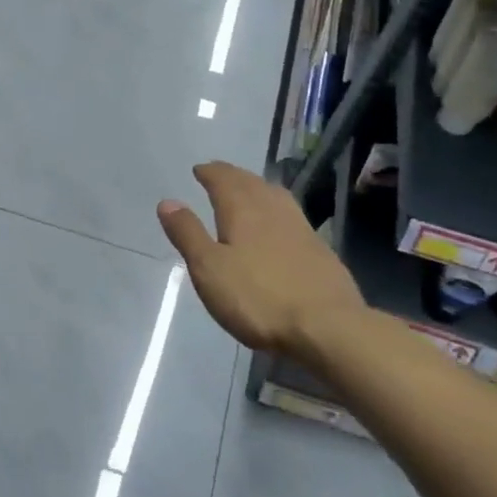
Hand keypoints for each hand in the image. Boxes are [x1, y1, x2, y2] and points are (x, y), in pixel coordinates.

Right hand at [157, 162, 369, 362]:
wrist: (328, 327)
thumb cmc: (258, 298)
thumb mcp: (209, 268)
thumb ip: (188, 234)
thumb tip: (167, 202)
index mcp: (242, 210)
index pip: (223, 181)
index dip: (210, 173)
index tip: (200, 170)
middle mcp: (273, 210)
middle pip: (251, 183)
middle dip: (233, 176)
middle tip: (220, 174)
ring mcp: (301, 228)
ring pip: (275, 196)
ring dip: (258, 187)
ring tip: (249, 190)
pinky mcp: (320, 250)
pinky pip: (292, 215)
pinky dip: (277, 209)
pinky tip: (280, 224)